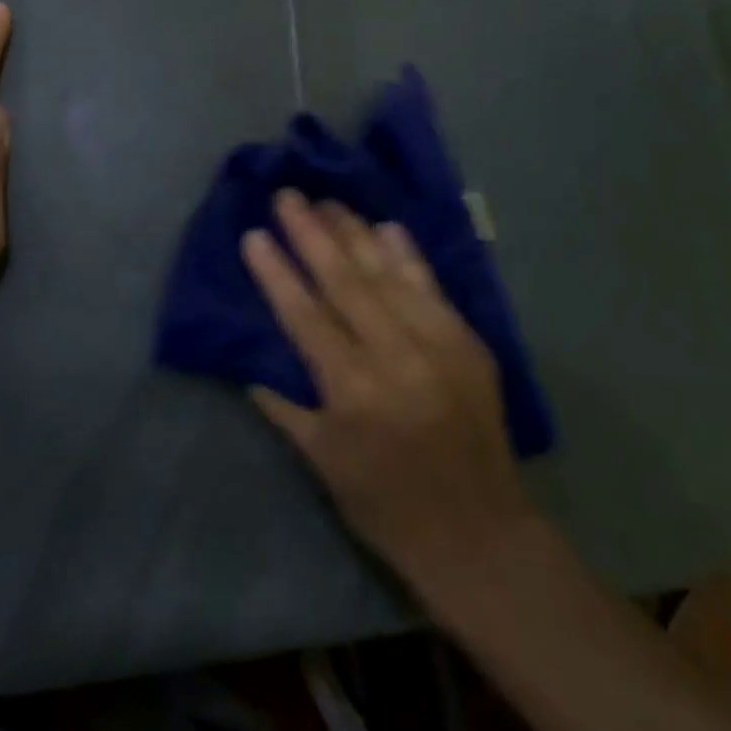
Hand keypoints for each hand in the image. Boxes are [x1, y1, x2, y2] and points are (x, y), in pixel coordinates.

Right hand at [241, 191, 539, 590]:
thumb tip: (251, 364)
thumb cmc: (387, 507)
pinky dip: (406, 254)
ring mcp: (438, 343)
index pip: (304, 315)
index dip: (276, 272)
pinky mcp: (468, 341)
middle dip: (311, 233)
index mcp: (353, 390)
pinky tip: (386, 226)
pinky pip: (431, 286)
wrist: (480, 535)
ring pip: (387, 273)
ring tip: (328, 201)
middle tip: (288, 195)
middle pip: (345, 280)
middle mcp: (395, 355)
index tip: (254, 234)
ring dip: (355, 233)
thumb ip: (285, 406)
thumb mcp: (323, 463)